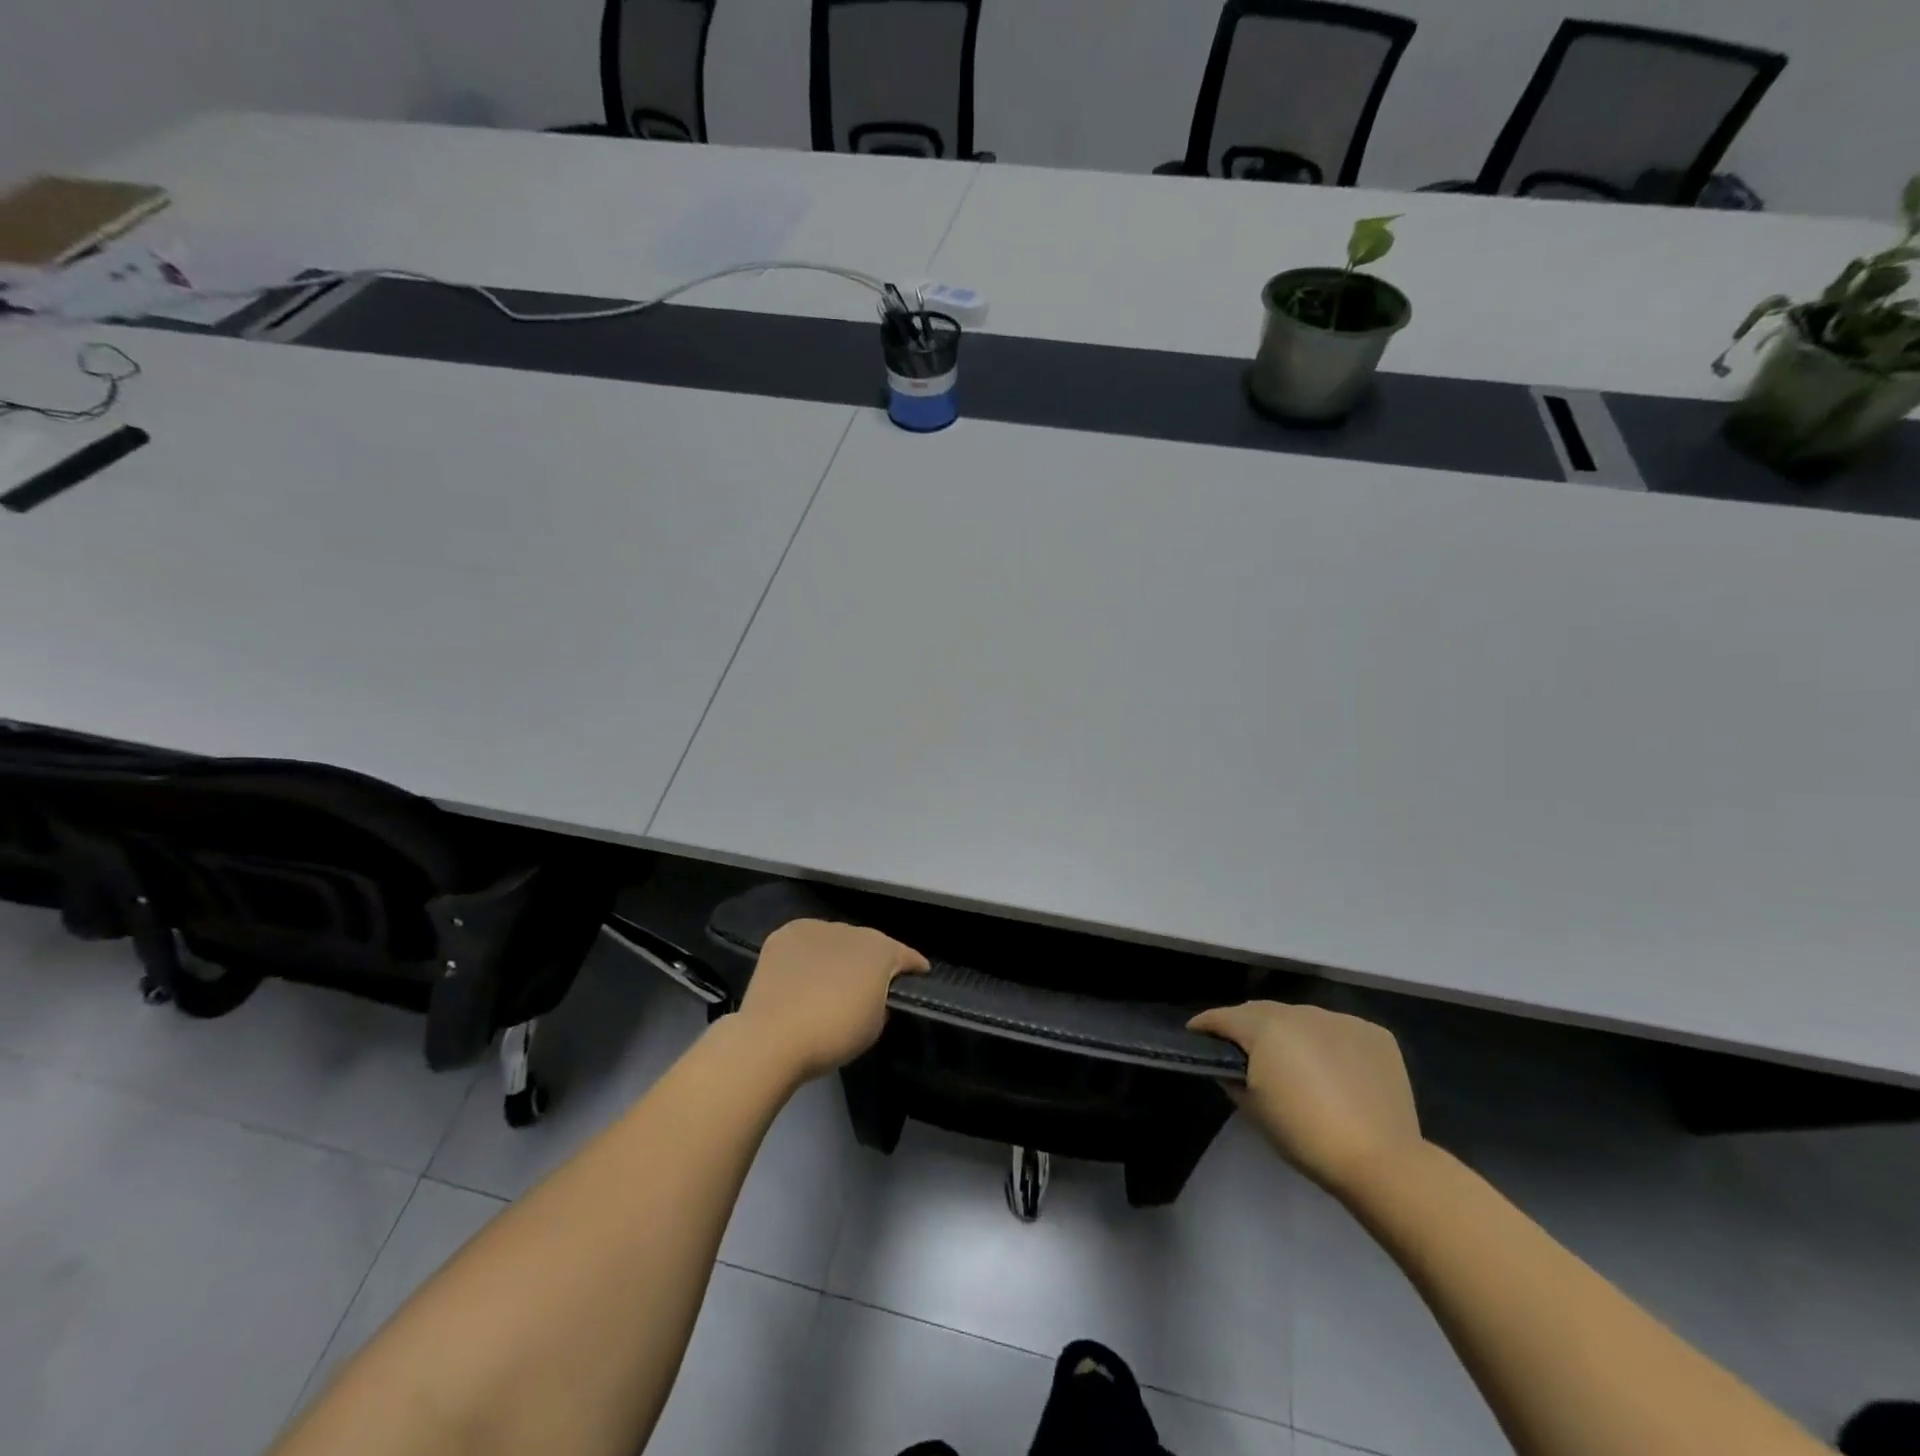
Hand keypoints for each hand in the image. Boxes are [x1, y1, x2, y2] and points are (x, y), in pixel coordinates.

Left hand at [736, 920, 928, 1081]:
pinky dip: (808, 954)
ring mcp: (815, 928)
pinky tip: (802, 973)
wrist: (773, 1037)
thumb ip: (880, 1001)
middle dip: (870, 961)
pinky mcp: (784, 935)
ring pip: (835, 939)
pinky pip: (805, 942)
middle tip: (866, 984)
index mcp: (881, 950)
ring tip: (831, 978)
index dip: (914, 966)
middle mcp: (852, 930)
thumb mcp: (875, 1025)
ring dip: (838, 954)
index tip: (919, 975)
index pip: (906, 955)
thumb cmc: (834, 1035)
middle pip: (868, 943)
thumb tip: (870, 993)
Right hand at [1188, 1001, 1424, 1200]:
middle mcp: (1300, 1011)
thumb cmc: (1304, 1136)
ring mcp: (1341, 1019)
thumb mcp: (1252, 1108)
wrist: (1381, 1161)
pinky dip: (1330, 1044)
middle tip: (1244, 1053)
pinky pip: (1339, 1031)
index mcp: (1265, 1026)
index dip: (1205, 1025)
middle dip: (1248, 1027)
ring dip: (1291, 1034)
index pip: (1223, 1016)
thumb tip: (1229, 1064)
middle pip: (1262, 1012)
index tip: (1196, 1035)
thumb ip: (1232, 1076)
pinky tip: (1336, 1071)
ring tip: (1295, 1063)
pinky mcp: (1374, 1034)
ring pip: (1303, 1019)